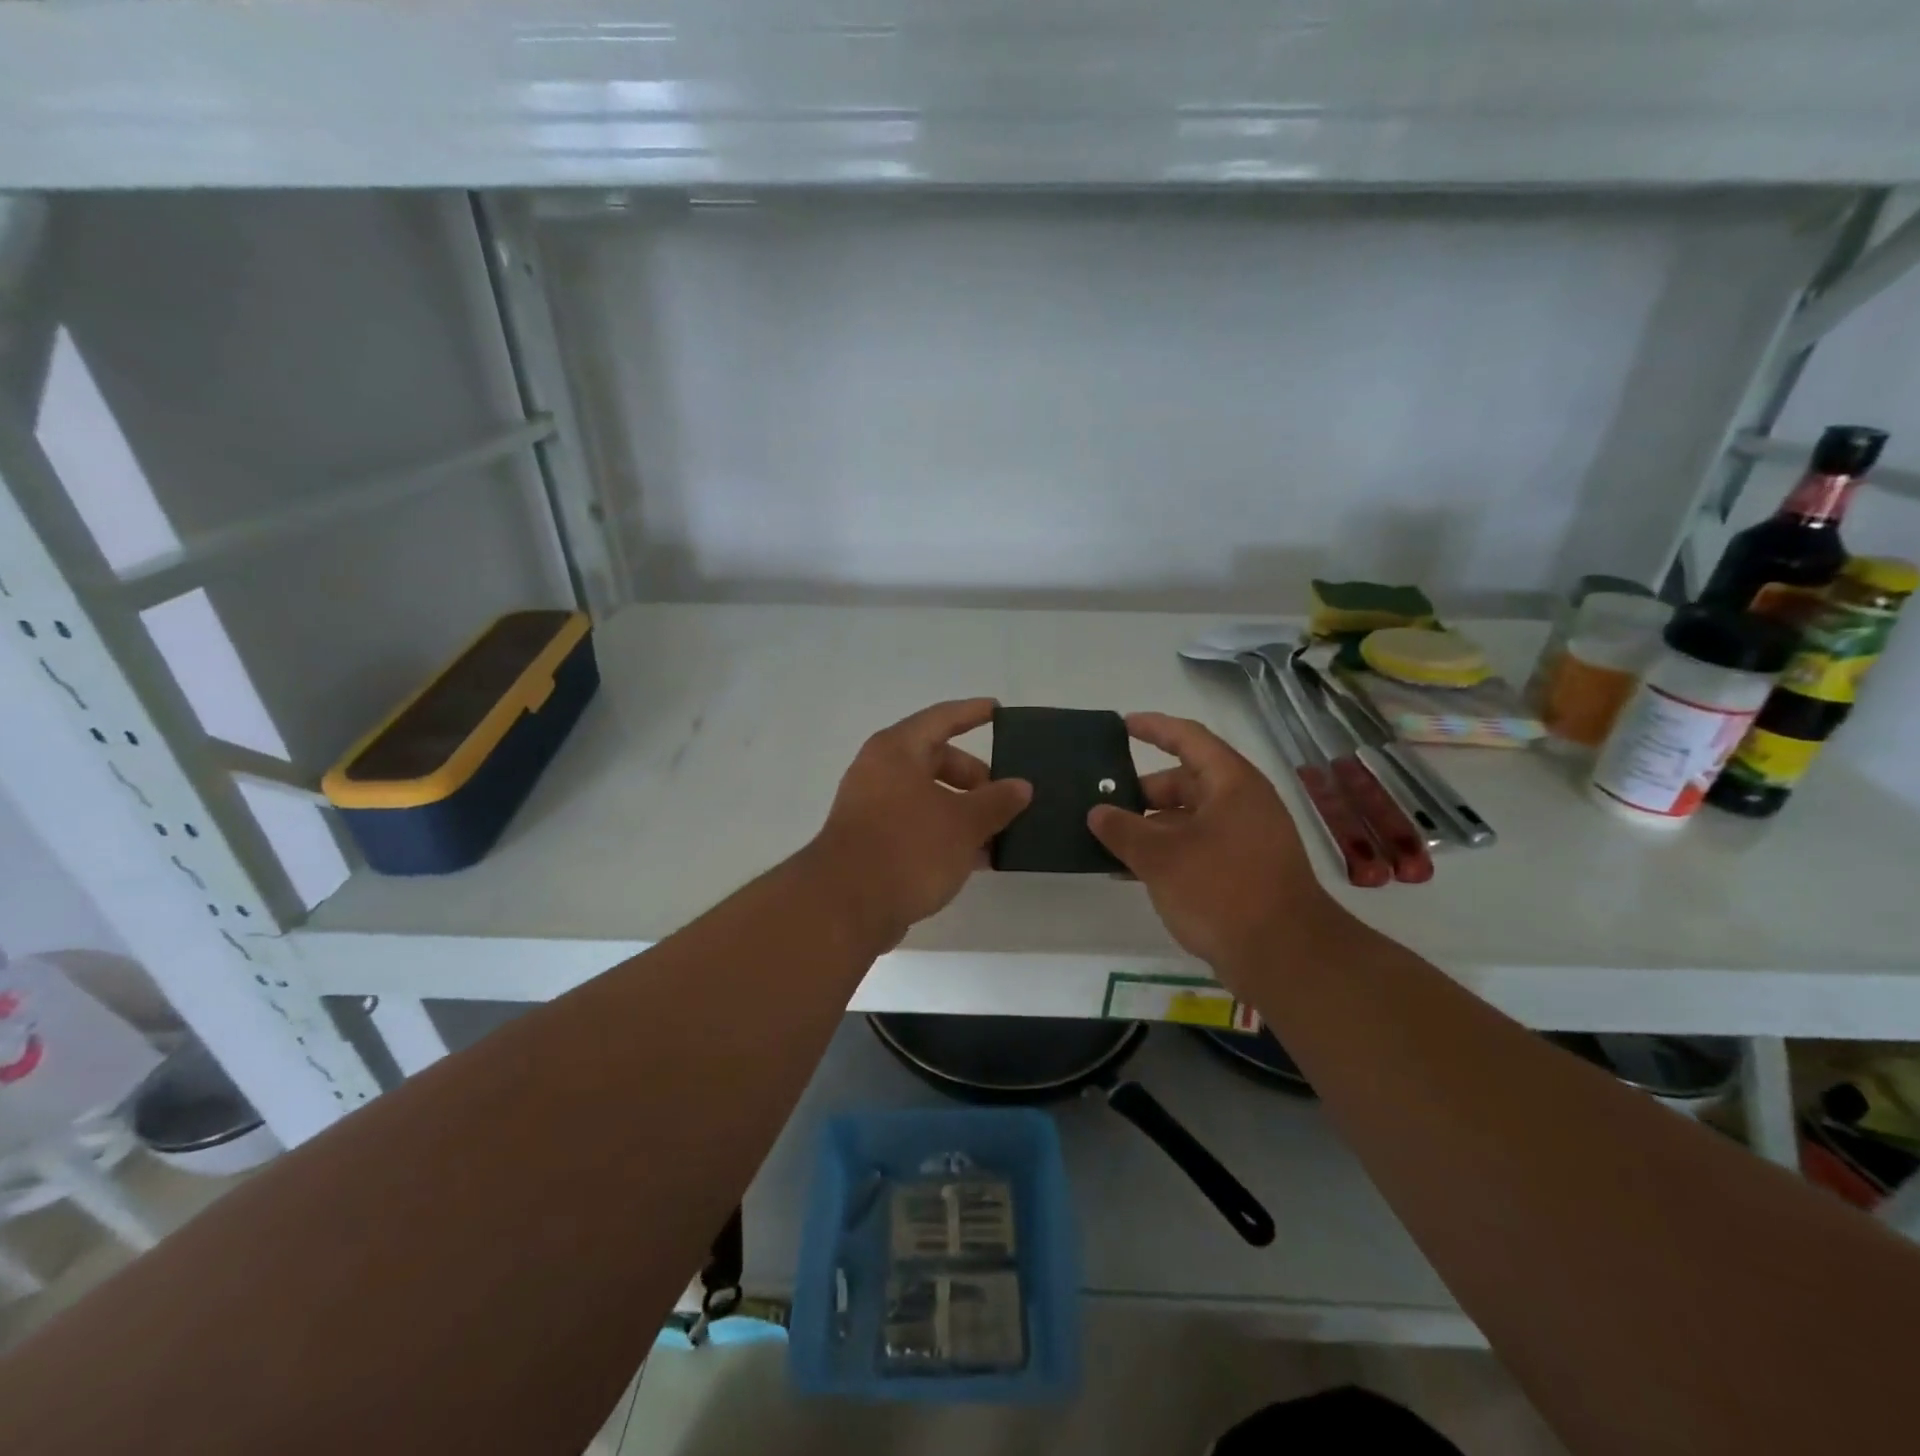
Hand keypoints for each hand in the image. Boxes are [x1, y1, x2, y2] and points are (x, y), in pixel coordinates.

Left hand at [809, 699, 1031, 948]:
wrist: (846, 906)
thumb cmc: (908, 848)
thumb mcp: (964, 823)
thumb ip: (996, 801)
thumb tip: (1021, 786)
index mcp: (897, 751)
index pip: (941, 719)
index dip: (972, 713)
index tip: (998, 709)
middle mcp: (880, 772)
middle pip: (936, 760)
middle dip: (975, 778)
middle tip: (1007, 799)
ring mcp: (872, 809)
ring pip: (928, 798)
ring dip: (964, 812)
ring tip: (1000, 834)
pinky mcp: (872, 843)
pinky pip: (917, 826)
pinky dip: (946, 835)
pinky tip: (976, 859)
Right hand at [1088, 712, 1339, 980]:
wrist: (1284, 956)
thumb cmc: (1222, 890)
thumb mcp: (1161, 857)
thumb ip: (1123, 830)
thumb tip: (1097, 812)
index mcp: (1231, 784)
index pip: (1189, 739)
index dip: (1154, 728)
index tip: (1122, 724)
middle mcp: (1242, 804)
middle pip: (1186, 781)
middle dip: (1143, 790)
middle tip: (1102, 799)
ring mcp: (1245, 839)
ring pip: (1188, 818)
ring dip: (1150, 825)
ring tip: (1108, 838)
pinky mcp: (1243, 872)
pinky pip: (1196, 847)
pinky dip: (1166, 851)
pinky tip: (1131, 871)